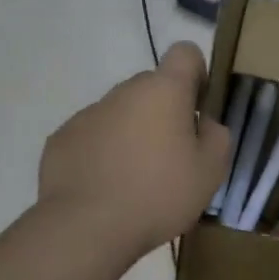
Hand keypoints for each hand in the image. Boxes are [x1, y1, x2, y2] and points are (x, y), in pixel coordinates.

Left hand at [39, 42, 232, 260]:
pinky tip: (105, 189)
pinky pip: (92, 138)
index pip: (185, 53)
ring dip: (132, 134)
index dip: (197, 74)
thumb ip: (217, 136)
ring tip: (136, 180)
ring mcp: (87, 114)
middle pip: (151, 88)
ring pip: (120, 114)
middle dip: (164, 113)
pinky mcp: (61, 139)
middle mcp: (123, 91)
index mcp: (163, 91)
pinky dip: (102, 154)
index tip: (199, 108)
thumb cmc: (159, 194)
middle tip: (172, 158)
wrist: (87, 226)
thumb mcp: (211, 171)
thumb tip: (205, 123)